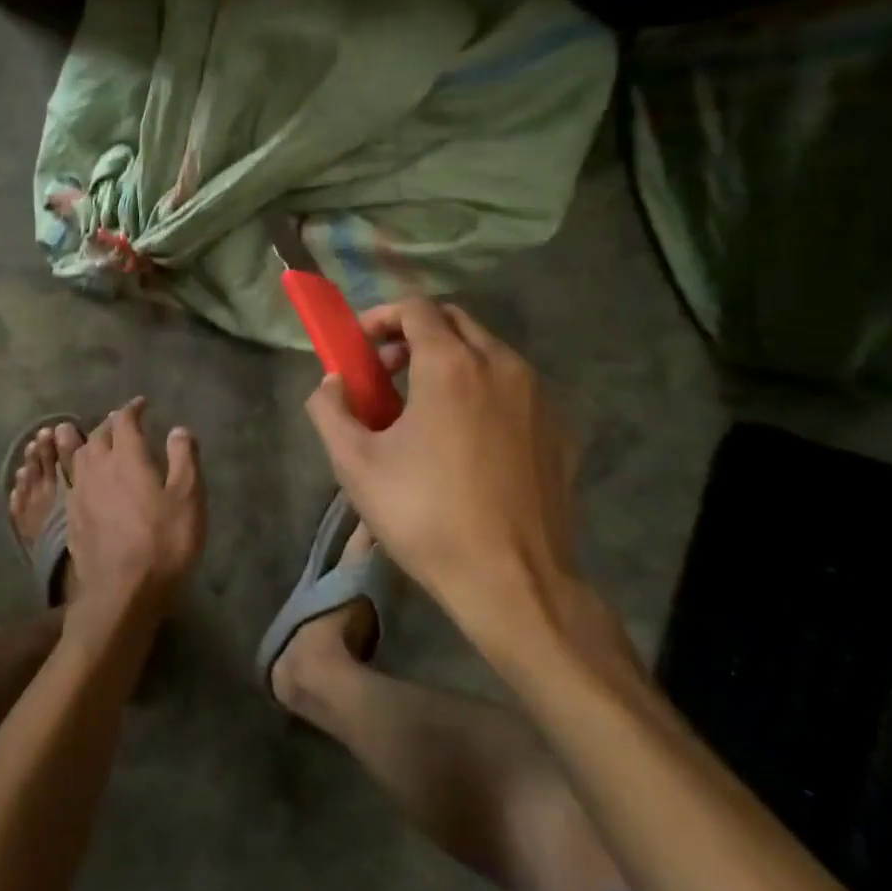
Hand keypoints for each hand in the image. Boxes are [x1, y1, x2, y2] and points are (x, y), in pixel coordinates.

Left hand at [67, 398, 205, 620]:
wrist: (120, 594)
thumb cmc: (162, 543)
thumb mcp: (188, 499)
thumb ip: (184, 459)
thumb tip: (178, 429)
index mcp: (126, 457)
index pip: (124, 421)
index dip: (132, 409)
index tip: (141, 404)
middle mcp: (98, 468)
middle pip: (98, 436)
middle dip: (110, 424)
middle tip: (121, 422)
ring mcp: (79, 494)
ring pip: (78, 456)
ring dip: (86, 442)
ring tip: (92, 439)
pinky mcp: (71, 518)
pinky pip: (69, 481)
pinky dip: (74, 469)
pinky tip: (81, 477)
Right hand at [304, 300, 579, 633]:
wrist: (514, 582)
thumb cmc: (425, 516)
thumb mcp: (354, 463)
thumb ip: (329, 409)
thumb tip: (333, 382)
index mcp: (451, 364)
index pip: (416, 308)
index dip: (381, 317)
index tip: (361, 347)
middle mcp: (502, 365)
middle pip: (455, 321)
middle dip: (415, 334)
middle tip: (388, 371)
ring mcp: (540, 396)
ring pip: (489, 351)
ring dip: (451, 360)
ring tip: (424, 406)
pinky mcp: (562, 428)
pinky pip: (516, 387)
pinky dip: (485, 389)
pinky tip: (468, 437)